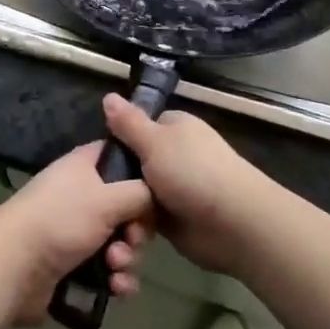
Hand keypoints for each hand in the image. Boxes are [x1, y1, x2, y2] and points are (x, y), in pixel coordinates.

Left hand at [0, 142, 153, 325]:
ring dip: (127, 258)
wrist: (13, 267)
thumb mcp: (108, 197)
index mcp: (86, 166)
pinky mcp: (75, 265)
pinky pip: (109, 271)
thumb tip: (156, 195)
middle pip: (128, 207)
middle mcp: (83, 194)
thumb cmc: (61, 219)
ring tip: (115, 267)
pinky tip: (116, 289)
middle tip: (130, 240)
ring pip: (121, 242)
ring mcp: (77, 231)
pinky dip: (117, 280)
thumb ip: (141, 192)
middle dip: (137, 230)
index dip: (142, 174)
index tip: (155, 194)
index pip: (122, 157)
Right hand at [101, 95, 270, 275]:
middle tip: (96, 191)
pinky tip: (121, 233)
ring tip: (108, 219)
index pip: (138, 126)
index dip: (118, 139)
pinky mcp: (175, 218)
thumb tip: (108, 95)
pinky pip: (146, 217)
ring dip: (126, 207)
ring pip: (137, 193)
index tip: (96, 155)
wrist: (233, 223)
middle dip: (117, 179)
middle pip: (134, 162)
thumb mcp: (154, 141)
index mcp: (175, 128)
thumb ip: (129, 123)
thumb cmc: (192, 171)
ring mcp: (176, 187)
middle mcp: (175, 155)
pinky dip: (136, 225)